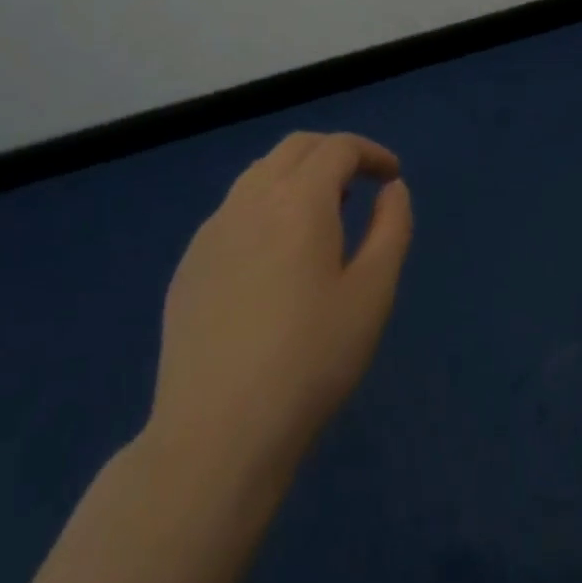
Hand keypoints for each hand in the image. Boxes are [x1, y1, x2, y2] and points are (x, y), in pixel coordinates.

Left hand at [145, 131, 412, 470]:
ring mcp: (212, 231)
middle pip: (295, 148)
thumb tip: (392, 189)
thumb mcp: (372, 293)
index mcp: (299, 199)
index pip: (338, 148)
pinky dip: (265, 207)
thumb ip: (391, 228)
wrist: (216, 435)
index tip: (392, 176)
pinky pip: (234, 211)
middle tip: (360, 184)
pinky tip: (275, 256)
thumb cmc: (310, 360)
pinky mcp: (189, 265)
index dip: (371, 153)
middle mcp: (250, 200)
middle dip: (333, 153)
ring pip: (259, 175)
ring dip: (297, 177)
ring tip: (322, 216)